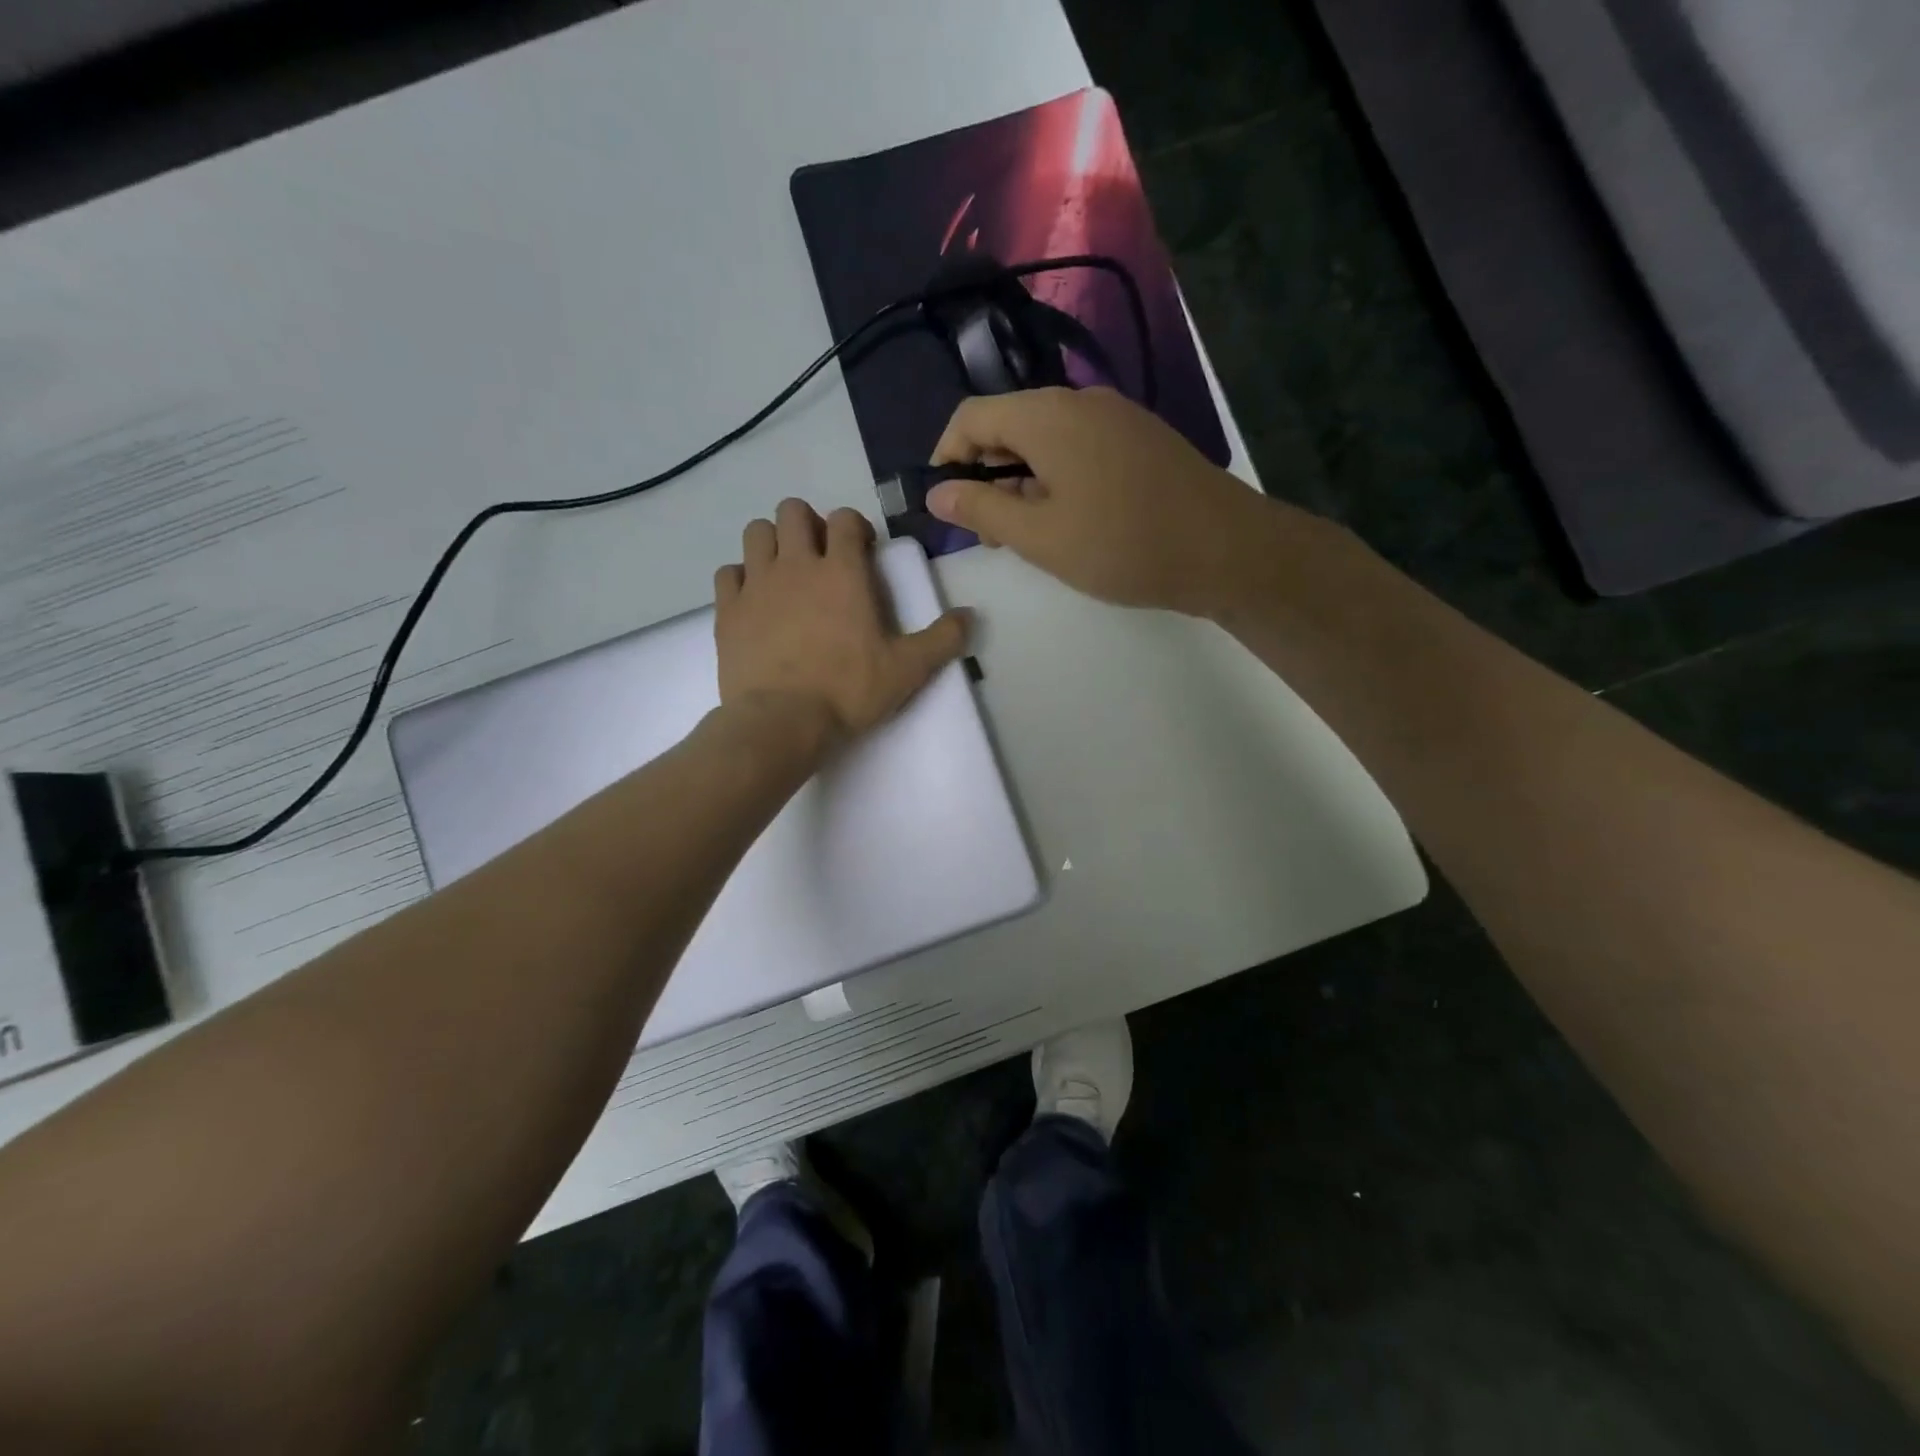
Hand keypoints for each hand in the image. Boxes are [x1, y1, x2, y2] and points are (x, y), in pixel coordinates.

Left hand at [714, 499, 969, 748]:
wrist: (782, 722)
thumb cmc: (848, 691)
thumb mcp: (908, 670)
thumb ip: (943, 639)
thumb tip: (970, 616)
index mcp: (842, 572)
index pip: (846, 519)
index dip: (856, 528)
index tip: (863, 552)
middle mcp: (795, 565)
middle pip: (792, 511)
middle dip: (808, 525)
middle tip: (820, 558)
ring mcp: (756, 585)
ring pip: (756, 532)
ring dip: (772, 543)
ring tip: (786, 573)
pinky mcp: (728, 610)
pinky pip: (728, 572)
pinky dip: (741, 578)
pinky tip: (755, 600)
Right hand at [926, 387, 1295, 617]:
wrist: (1226, 550)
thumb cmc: (1121, 544)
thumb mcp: (1039, 536)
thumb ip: (982, 509)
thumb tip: (937, 492)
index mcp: (1047, 416)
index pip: (972, 416)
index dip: (946, 456)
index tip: (943, 503)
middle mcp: (1079, 402)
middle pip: (1009, 424)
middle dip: (985, 474)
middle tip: (988, 533)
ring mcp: (1116, 417)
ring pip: (1045, 440)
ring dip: (1021, 481)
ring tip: (1026, 535)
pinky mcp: (1140, 439)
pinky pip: (1079, 448)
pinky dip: (1056, 478)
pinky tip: (1068, 521)